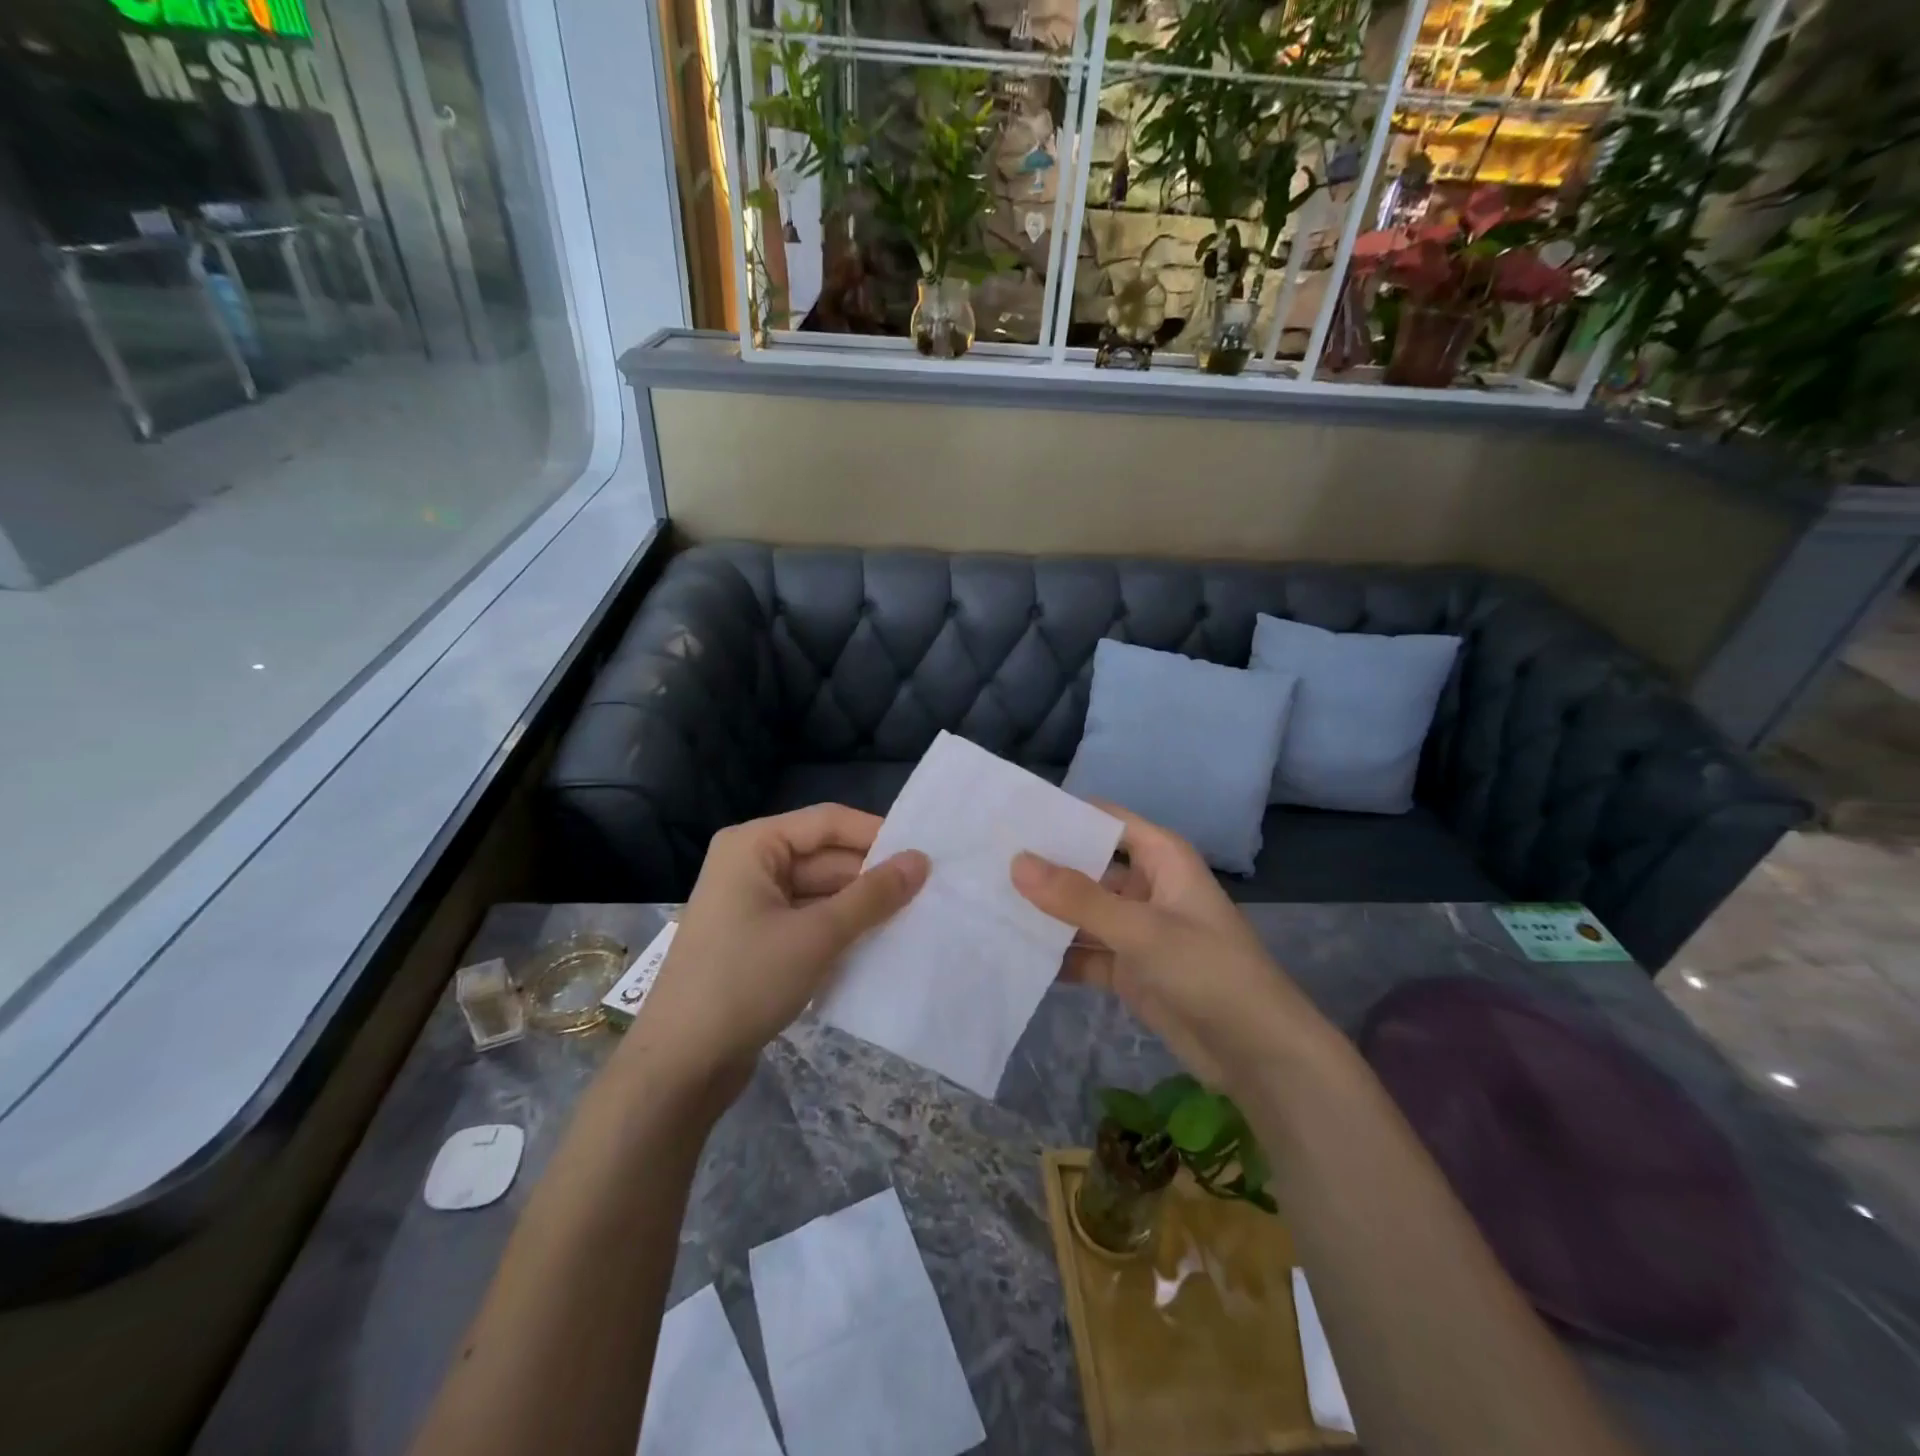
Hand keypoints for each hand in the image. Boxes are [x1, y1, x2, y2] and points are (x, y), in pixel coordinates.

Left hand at [627, 805, 927, 1098]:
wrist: (680, 1065)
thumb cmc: (744, 982)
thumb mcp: (817, 935)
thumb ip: (873, 896)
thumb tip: (922, 860)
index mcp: (753, 845)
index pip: (827, 822)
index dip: (876, 834)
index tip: (924, 855)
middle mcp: (750, 864)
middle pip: (824, 856)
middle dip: (871, 875)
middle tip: (928, 891)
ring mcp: (752, 904)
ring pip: (820, 891)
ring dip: (859, 906)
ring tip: (913, 917)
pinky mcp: (757, 940)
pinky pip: (808, 919)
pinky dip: (839, 928)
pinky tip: (877, 943)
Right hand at [1010, 806, 1325, 1095]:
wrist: (1257, 1054)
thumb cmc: (1208, 971)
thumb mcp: (1141, 929)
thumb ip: (1078, 898)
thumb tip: (1017, 861)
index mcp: (1161, 857)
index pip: (1104, 820)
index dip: (1062, 816)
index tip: (1008, 817)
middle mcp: (1146, 886)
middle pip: (1087, 866)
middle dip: (1043, 867)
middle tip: (983, 862)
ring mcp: (1136, 929)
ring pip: (1081, 911)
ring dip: (1044, 913)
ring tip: (984, 903)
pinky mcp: (1128, 968)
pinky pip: (1084, 951)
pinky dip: (1056, 953)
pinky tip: (1011, 952)